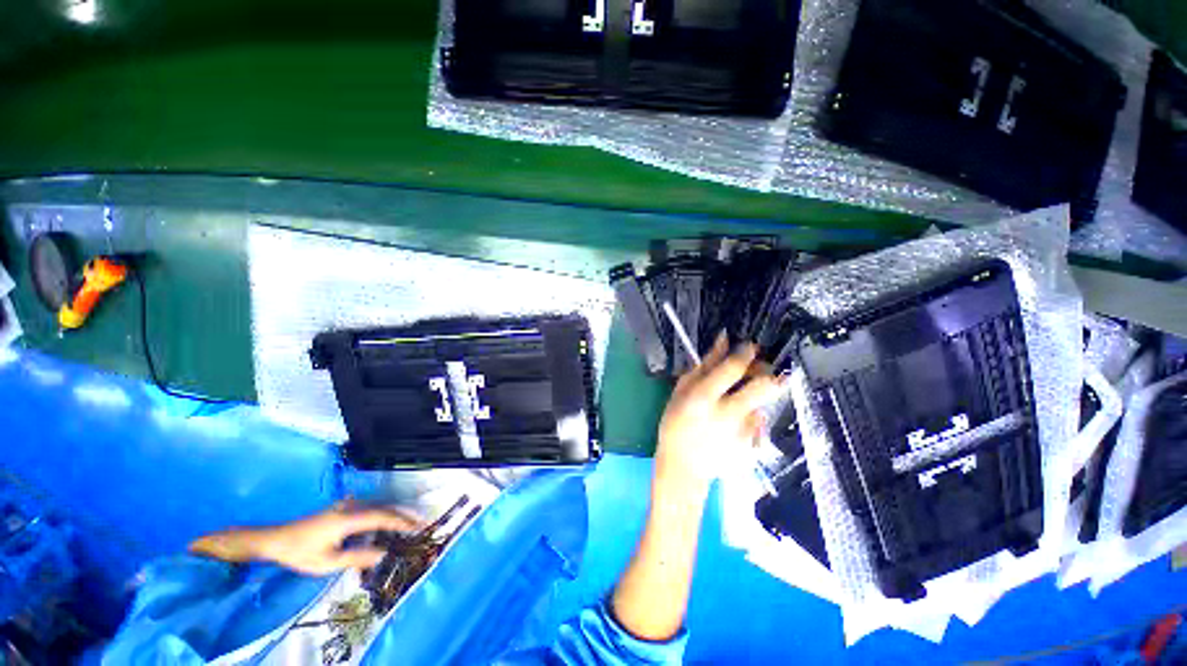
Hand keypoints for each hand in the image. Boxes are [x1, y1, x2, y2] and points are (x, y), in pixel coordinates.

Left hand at [189, 502, 422, 574]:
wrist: (275, 539)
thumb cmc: (301, 553)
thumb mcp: (327, 562)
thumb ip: (357, 557)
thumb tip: (384, 555)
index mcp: (349, 518)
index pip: (382, 517)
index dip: (401, 522)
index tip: (418, 527)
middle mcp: (351, 506)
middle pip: (383, 508)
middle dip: (402, 516)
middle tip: (419, 523)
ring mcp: (347, 504)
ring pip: (377, 506)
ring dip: (393, 514)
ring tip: (407, 523)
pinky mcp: (342, 506)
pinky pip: (369, 507)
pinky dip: (382, 513)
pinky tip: (384, 521)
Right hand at [655, 333, 782, 496]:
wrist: (684, 467)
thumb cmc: (676, 423)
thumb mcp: (682, 390)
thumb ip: (705, 364)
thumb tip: (724, 338)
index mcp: (704, 397)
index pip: (734, 367)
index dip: (746, 352)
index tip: (750, 347)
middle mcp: (728, 414)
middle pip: (765, 385)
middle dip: (766, 373)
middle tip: (755, 373)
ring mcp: (743, 433)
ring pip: (763, 403)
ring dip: (754, 399)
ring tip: (735, 407)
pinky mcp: (753, 447)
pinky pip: (760, 423)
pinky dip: (751, 419)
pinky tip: (733, 426)